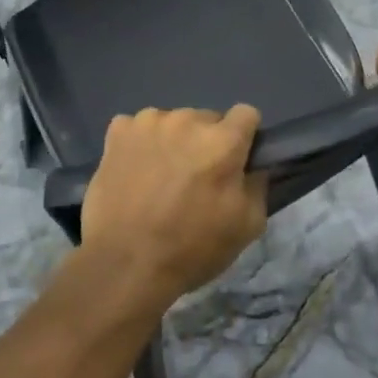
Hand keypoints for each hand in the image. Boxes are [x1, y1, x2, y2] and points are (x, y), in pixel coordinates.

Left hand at [79, 106, 265, 310]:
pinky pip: (138, 127)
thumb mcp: (246, 227)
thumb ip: (257, 187)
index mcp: (222, 141)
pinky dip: (140, 143)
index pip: (246, 114)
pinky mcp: (119, 130)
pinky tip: (134, 171)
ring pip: (172, 122)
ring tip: (160, 177)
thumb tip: (253, 167)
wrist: (125, 264)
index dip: (243, 137)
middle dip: (205, 142)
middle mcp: (187, 120)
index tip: (234, 161)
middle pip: (206, 119)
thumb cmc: (191, 248)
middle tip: (194, 178)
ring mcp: (149, 122)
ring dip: (173, 141)